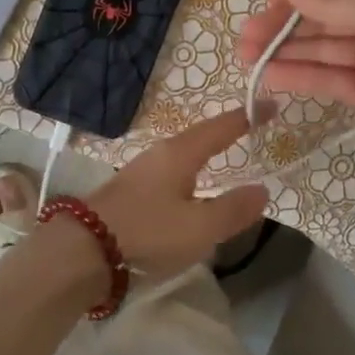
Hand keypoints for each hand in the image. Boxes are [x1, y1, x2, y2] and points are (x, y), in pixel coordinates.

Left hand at [77, 108, 270, 280]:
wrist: (83, 249)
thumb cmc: (148, 232)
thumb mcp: (200, 227)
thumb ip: (233, 209)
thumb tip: (262, 189)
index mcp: (181, 153)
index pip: (222, 127)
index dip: (248, 117)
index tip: (271, 106)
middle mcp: (161, 153)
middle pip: (201, 135)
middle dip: (226, 131)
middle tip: (251, 129)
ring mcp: (142, 169)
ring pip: (184, 153)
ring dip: (207, 150)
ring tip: (225, 155)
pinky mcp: (131, 189)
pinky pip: (172, 170)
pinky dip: (191, 170)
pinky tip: (191, 186)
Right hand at [236, 0, 354, 167]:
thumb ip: (327, 2)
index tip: (265, 7)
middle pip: (321, 17)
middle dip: (283, 26)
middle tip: (244, 41)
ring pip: (322, 49)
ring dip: (286, 52)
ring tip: (247, 59)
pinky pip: (331, 78)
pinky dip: (302, 77)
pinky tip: (271, 77)